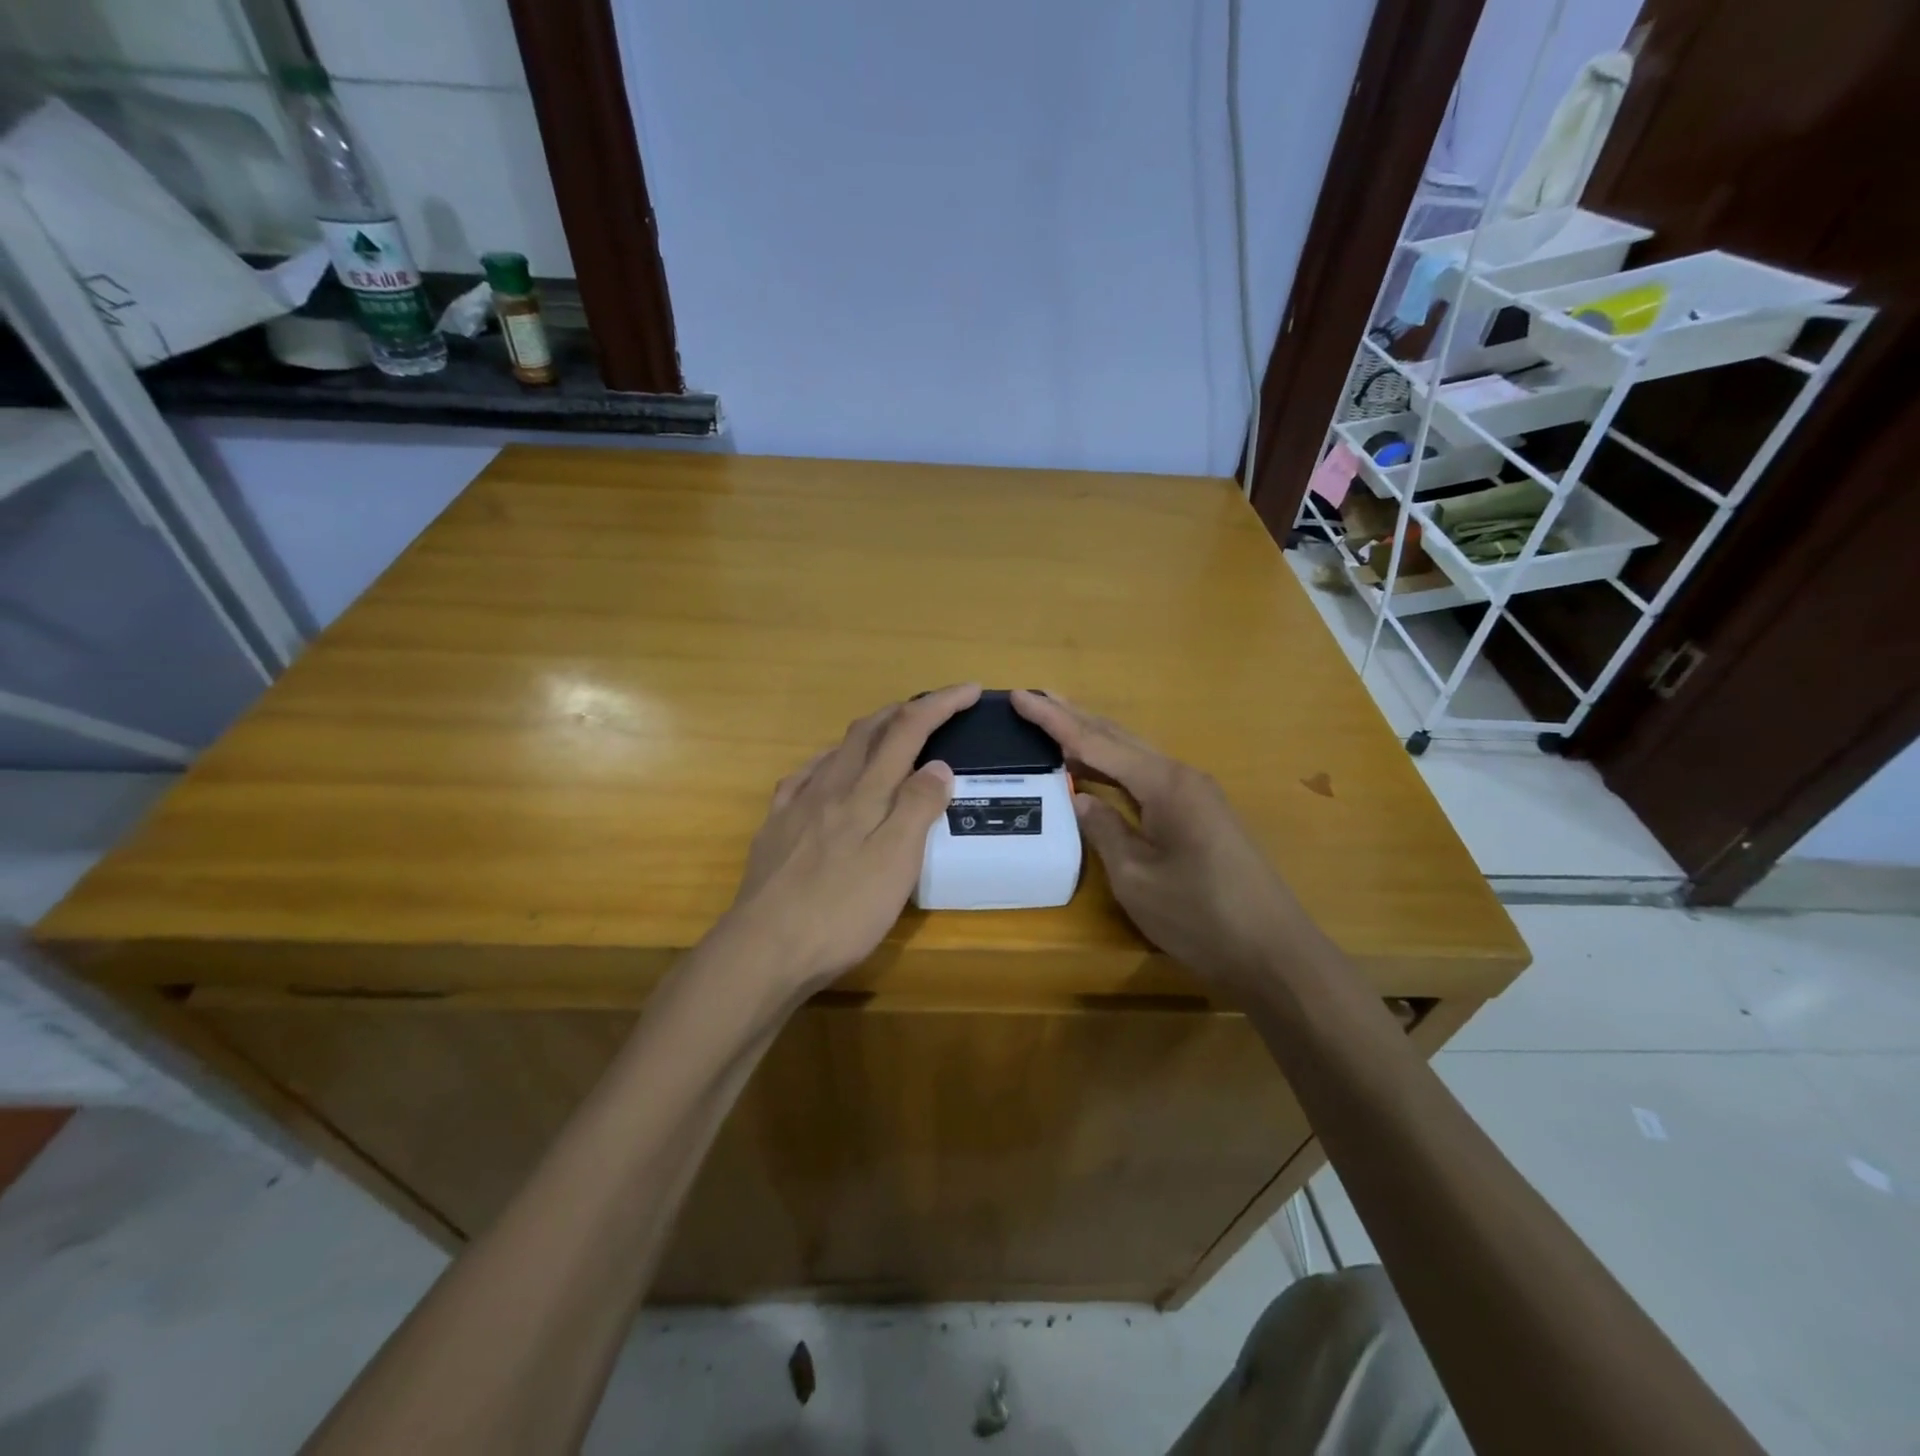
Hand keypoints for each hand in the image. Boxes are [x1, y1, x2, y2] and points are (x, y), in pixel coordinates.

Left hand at [719, 684, 980, 992]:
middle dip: (904, 710)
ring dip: (868, 733)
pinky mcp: (775, 829)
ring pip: (836, 750)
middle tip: (934, 708)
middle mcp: (829, 787)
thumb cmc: (841, 911)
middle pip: (869, 731)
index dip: (940, 705)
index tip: (971, 690)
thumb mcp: (896, 863)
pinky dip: (828, 763)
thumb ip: (917, 809)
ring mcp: (796, 806)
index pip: (908, 730)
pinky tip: (827, 775)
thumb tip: (938, 763)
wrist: (763, 948)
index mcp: (865, 793)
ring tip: (888, 737)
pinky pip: (804, 777)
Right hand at [1011, 690, 1302, 989]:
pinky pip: (1147, 776)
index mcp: (1163, 784)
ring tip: (1056, 721)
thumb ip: (1104, 830)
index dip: (1053, 720)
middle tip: (1033, 699)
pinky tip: (1098, 769)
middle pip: (1117, 737)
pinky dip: (1114, 766)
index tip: (1018, 696)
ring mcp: (1195, 794)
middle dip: (1074, 716)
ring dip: (1094, 737)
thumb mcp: (1136, 878)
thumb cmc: (1200, 916)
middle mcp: (1180, 776)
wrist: (1273, 952)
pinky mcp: (1200, 813)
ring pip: (1134, 754)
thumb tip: (1081, 798)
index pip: (1095, 742)